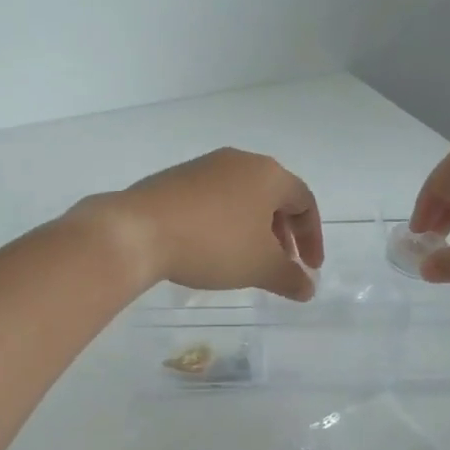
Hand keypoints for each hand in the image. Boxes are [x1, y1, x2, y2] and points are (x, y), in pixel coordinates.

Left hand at [82, 148, 324, 300]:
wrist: (138, 231)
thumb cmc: (213, 244)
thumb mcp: (259, 267)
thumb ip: (289, 278)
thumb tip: (308, 287)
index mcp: (268, 174)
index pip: (304, 201)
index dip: (312, 237)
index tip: (309, 268)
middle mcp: (239, 161)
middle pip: (273, 197)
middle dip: (282, 234)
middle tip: (280, 266)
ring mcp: (204, 166)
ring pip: (242, 197)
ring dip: (253, 229)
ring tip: (245, 261)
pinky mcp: (175, 178)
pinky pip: (213, 199)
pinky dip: (224, 223)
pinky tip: (211, 249)